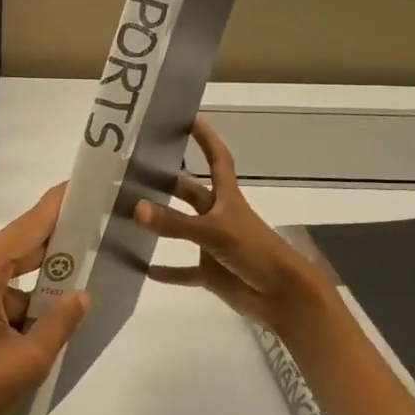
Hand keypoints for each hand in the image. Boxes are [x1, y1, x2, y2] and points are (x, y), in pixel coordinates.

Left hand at [0, 185, 89, 414]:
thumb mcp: (25, 363)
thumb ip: (60, 322)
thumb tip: (82, 293)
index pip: (30, 225)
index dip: (61, 205)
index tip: (89, 184)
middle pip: (21, 246)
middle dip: (58, 246)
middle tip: (100, 236)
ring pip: (10, 271)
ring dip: (39, 283)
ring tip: (82, 286)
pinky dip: (19, 299)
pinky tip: (47, 317)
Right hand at [137, 116, 331, 333]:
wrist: (283, 297)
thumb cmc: (255, 252)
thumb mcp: (213, 231)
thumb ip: (174, 222)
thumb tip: (136, 208)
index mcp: (227, 198)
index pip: (217, 159)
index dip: (206, 138)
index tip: (189, 118)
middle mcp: (219, 216)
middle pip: (192, 192)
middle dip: (169, 181)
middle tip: (137, 169)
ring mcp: (214, 244)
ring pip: (183, 229)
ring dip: (162, 223)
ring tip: (130, 212)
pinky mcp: (211, 272)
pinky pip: (183, 270)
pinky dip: (166, 270)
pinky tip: (141, 267)